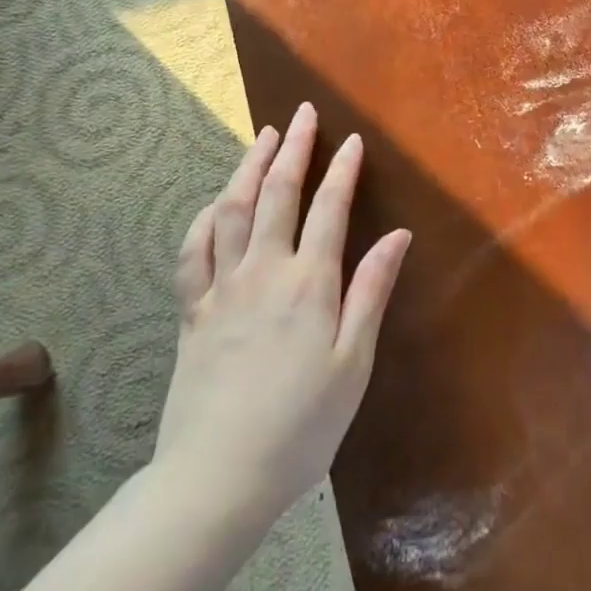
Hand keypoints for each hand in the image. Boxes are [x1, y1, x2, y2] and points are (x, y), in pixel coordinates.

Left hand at [155, 102, 411, 522]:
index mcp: (309, 284)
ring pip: (231, 211)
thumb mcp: (353, 362)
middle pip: (277, 195)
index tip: (352, 140)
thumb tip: (398, 235)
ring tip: (262, 138)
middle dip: (293, 149)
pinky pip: (193, 251)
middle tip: (302, 113)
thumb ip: (371, 291)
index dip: (342, 170)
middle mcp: (263, 272)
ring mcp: (221, 289)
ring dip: (248, 168)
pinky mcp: (192, 311)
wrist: (218, 476)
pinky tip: (215, 203)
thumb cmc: (302, 425)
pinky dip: (205, 217)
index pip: (329, 209)